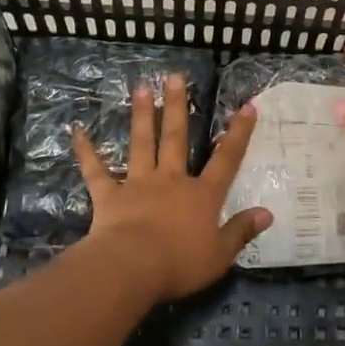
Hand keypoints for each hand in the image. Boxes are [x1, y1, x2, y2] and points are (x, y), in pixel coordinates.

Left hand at [73, 73, 272, 300]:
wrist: (131, 268)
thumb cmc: (179, 263)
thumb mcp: (220, 254)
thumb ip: (241, 231)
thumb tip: (267, 213)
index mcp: (201, 195)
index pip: (226, 160)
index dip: (238, 133)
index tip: (246, 106)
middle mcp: (171, 181)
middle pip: (177, 138)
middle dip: (178, 107)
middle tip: (174, 77)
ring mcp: (138, 185)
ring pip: (142, 144)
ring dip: (142, 116)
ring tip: (141, 88)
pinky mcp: (109, 196)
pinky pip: (96, 171)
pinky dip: (86, 152)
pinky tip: (77, 132)